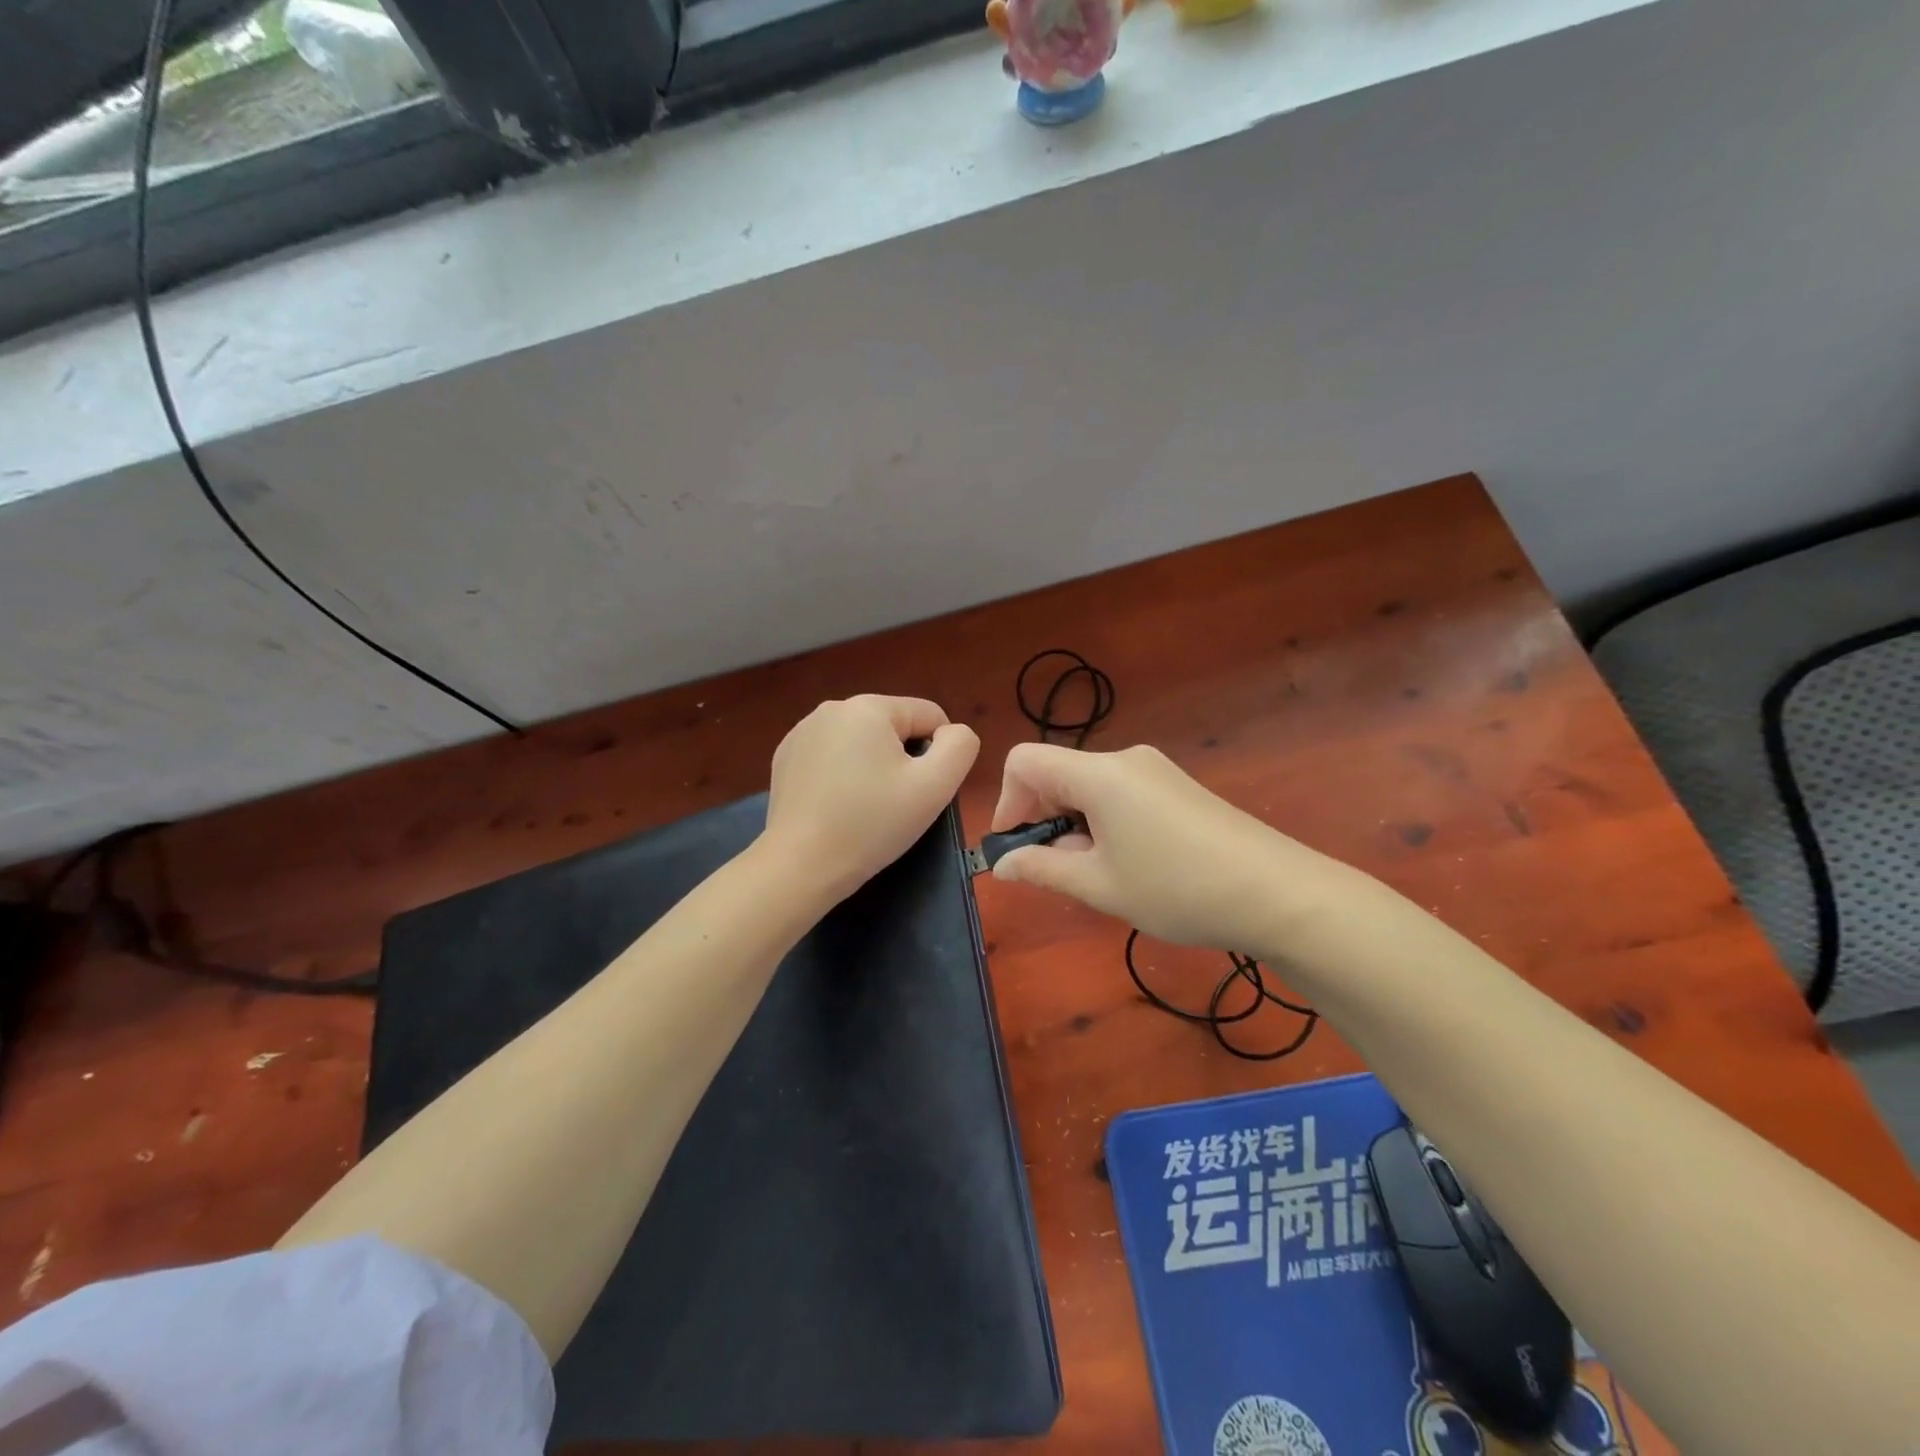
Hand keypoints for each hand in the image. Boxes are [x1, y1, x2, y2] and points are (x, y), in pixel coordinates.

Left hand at [762, 695, 979, 901]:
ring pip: (862, 742)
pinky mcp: (785, 757)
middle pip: (894, 727)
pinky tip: (836, 806)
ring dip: (873, 766)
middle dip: (903, 760)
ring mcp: (802, 731)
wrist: (801, 865)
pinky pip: (832, 756)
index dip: (939, 754)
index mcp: (869, 707)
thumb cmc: (872, 824)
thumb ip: (960, 747)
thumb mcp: (935, 786)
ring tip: (865, 807)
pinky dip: (842, 775)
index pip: (929, 716)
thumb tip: (952, 733)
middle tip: (896, 803)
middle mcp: (832, 708)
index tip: (923, 791)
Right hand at [990, 742, 1344, 951]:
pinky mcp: (1178, 787)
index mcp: (1098, 773)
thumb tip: (1003, 863)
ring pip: (1089, 787)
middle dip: (1043, 818)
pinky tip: (1131, 864)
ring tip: (1099, 874)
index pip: (1024, 762)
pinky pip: (1120, 794)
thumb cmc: (1177, 888)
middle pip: (1058, 773)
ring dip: (1075, 824)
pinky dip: (1105, 822)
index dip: (1007, 803)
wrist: (1278, 892)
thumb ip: (1043, 868)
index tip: (1018, 848)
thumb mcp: (1100, 885)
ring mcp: (1156, 771)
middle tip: (1059, 871)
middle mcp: (1124, 759)